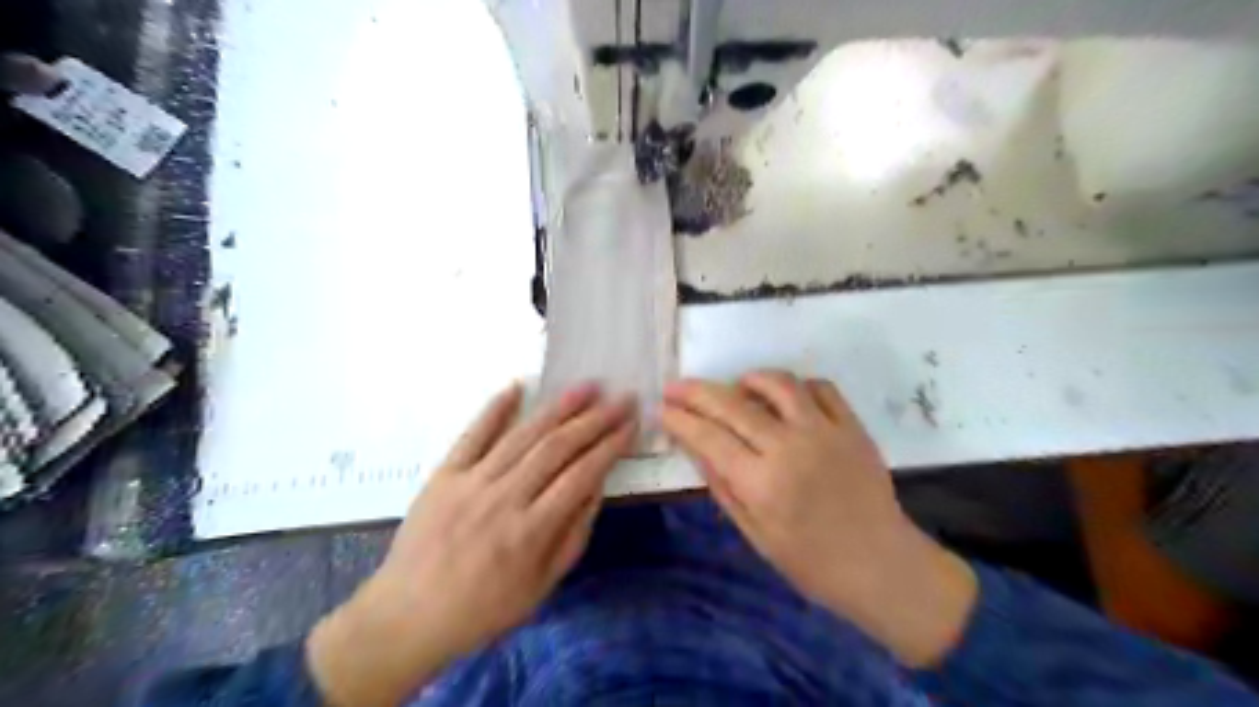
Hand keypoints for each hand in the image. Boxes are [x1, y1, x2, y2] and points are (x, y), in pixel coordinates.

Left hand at [310, 383, 634, 704]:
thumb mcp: (541, 586)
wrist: (407, 617)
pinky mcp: (443, 475)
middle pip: (557, 448)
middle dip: (594, 420)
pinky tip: (517, 387)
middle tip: (620, 398)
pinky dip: (495, 409)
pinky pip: (472, 435)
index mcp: (531, 531)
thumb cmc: (483, 609)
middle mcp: (504, 499)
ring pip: (522, 436)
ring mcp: (471, 483)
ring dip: (557, 408)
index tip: (630, 424)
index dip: (610, 446)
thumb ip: (573, 535)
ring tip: (585, 387)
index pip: (581, 475)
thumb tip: (597, 488)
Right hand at [661, 369, 975, 668]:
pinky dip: (797, 385)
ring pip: (779, 384)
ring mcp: (824, 432)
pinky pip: (821, 388)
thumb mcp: (755, 534)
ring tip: (736, 385)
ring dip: (749, 378)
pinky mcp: (852, 426)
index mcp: (761, 483)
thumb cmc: (810, 561)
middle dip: (696, 392)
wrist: (879, 564)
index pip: (709, 437)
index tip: (663, 409)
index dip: (681, 419)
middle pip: (733, 405)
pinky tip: (785, 397)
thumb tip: (695, 447)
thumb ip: (722, 487)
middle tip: (676, 387)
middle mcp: (789, 448)